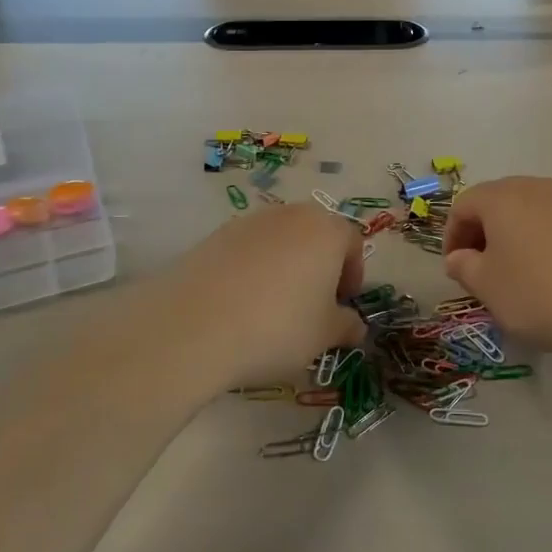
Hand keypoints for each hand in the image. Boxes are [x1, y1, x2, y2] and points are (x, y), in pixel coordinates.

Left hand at [159, 202, 364, 386]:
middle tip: (312, 304)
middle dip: (319, 266)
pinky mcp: (215, 236)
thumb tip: (355, 327)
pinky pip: (247, 250)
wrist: (195, 325)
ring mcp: (250, 222)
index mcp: (326, 231)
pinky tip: (240, 304)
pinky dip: (252, 270)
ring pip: (280, 240)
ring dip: (285, 266)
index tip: (342, 304)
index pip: (351, 242)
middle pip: (315, 234)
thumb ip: (346, 326)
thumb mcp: (323, 336)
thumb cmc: (278, 326)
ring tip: (273, 307)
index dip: (353, 274)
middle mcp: (291, 215)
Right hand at [442, 177, 551, 358]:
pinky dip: (548, 243)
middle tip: (482, 269)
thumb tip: (460, 257)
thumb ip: (465, 267)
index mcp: (503, 197)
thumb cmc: (541, 294)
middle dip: (484, 233)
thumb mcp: (489, 288)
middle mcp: (538, 187)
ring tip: (520, 275)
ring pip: (531, 212)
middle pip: (498, 203)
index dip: (452, 236)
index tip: (456, 268)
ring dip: (516, 237)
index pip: (464, 205)